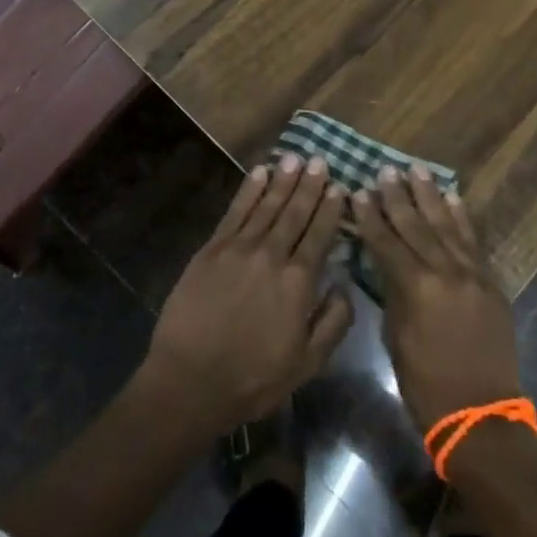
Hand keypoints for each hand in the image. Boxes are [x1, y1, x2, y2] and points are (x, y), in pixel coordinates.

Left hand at [141, 154, 353, 432]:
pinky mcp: (212, 248)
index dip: (331, 209)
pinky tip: (259, 173)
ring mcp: (239, 248)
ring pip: (266, 205)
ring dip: (282, 180)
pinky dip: (248, 190)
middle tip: (320, 160)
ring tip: (294, 157)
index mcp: (298, 282)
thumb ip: (333, 321)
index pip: (320, 235)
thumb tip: (345, 284)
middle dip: (309, 185)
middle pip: (294, 212)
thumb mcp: (307, 363)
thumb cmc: (254, 378)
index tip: (340, 186)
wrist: (191, 379)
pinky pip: (235, 211)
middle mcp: (271, 255)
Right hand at [355, 165, 522, 431]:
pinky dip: (461, 217)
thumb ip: (392, 292)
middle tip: (384, 171)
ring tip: (415, 170)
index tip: (358, 191)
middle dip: (397, 197)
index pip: (386, 241)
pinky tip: (451, 197)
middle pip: (416, 225)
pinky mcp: (490, 282)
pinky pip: (473, 241)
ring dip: (429, 196)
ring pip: (445, 225)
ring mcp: (472, 274)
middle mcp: (445, 272)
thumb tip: (385, 263)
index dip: (370, 216)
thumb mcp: (396, 337)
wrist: (481, 416)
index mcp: (416, 287)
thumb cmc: (426, 384)